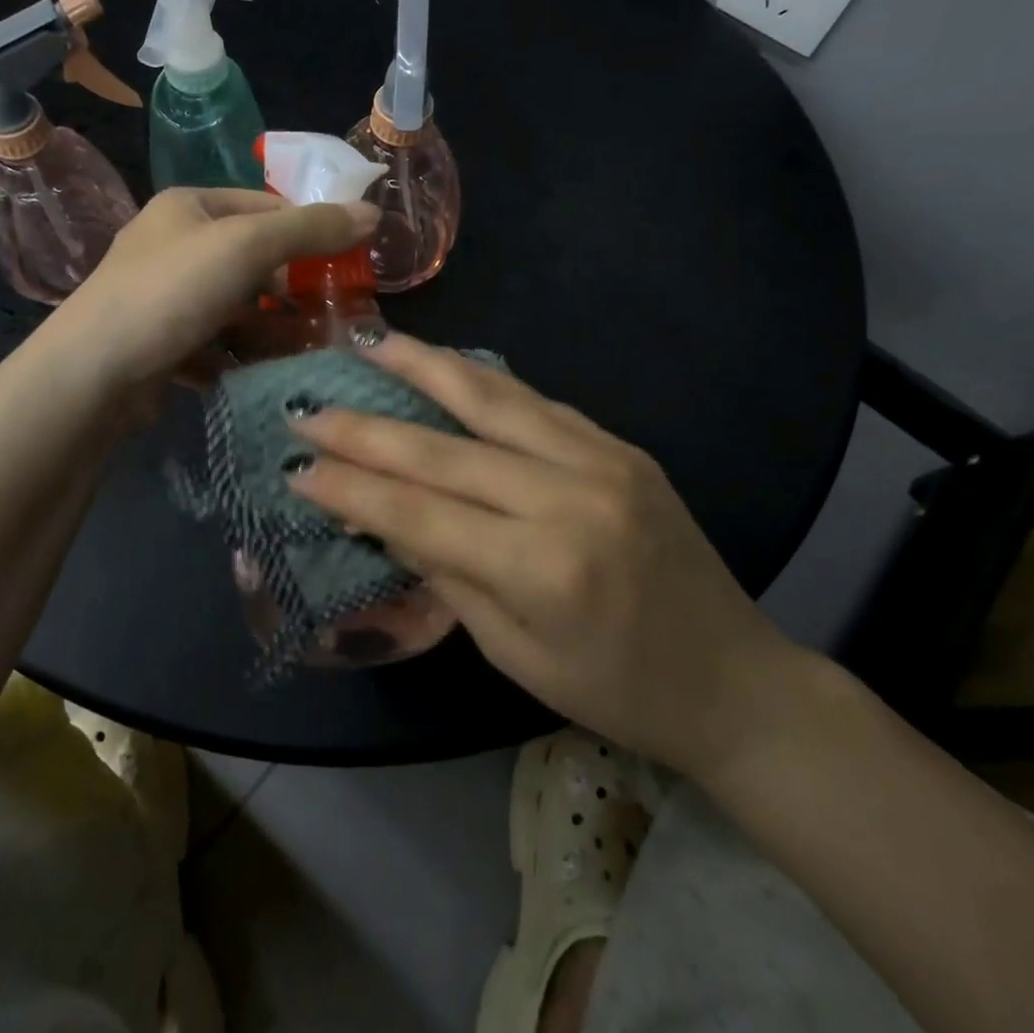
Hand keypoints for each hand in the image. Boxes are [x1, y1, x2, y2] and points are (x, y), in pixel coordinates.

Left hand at [55, 187, 378, 389]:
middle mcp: (174, 245)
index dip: (311, 231)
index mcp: (189, 207)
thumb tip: (373, 212)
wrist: (92, 374)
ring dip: (273, 327)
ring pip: (237, 307)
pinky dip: (242, 355)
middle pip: (253, 261)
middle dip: (294, 289)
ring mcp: (164, 297)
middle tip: (336, 315)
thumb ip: (311, 228)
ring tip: (312, 350)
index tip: (349, 265)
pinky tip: (266, 372)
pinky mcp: (161, 343)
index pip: (267, 207)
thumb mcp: (247, 246)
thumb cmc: (172, 292)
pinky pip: (216, 342)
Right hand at [287, 334, 809, 778]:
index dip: (351, 487)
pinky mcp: (621, 446)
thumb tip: (383, 518)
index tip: (297, 464)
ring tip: (372, 342)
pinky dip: (482, 382)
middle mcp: (569, 497)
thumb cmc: (618, 691)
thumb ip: (448, 576)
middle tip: (309, 406)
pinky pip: (537, 403)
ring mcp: (603, 460)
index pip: (420, 513)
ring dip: (425, 367)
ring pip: (494, 399)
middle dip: (366, 427)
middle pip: (445, 449)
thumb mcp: (516, 655)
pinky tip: (446, 366)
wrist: (736, 678)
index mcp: (542, 567)